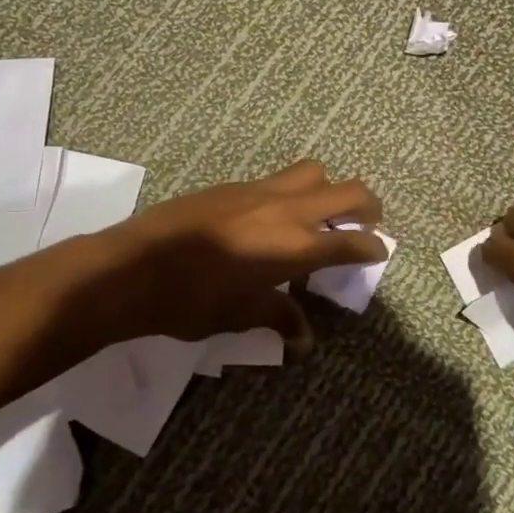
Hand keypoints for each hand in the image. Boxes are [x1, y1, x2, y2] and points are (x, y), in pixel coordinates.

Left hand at [80, 160, 386, 349]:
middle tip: (368, 223)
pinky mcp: (233, 185)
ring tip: (321, 214)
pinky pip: (277, 179)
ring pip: (313, 172)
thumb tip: (304, 340)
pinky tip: (272, 218)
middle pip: (347, 190)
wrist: (134, 267)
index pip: (351, 240)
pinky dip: (291, 192)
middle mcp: (286, 210)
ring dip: (328, 189)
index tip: (379, 251)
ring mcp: (258, 190)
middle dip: (367, 205)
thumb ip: (278, 318)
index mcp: (294, 247)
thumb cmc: (191, 301)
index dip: (372, 246)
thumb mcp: (240, 316)